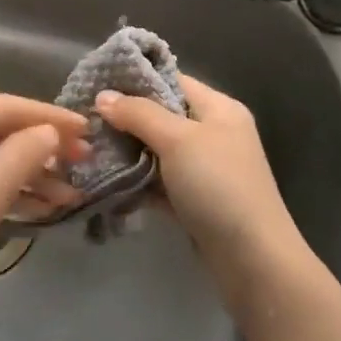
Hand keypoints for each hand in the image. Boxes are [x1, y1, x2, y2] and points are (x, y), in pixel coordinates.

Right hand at [95, 74, 297, 265]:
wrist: (253, 259)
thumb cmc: (219, 186)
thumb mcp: (178, 140)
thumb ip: (139, 114)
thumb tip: (103, 96)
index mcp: (219, 109)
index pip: (172, 81)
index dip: (135, 81)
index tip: (96, 85)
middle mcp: (214, 133)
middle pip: (162, 116)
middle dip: (126, 120)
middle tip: (87, 123)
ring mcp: (206, 169)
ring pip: (158, 150)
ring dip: (128, 152)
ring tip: (90, 151)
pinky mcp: (196, 200)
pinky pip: (160, 181)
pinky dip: (138, 181)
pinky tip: (107, 181)